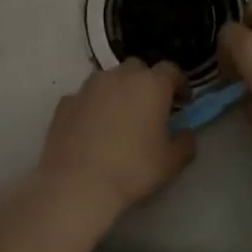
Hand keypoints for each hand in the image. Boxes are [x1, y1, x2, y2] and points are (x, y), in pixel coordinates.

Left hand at [38, 59, 196, 214]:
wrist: (77, 183)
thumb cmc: (132, 169)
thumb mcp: (170, 162)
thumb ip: (185, 142)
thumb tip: (185, 132)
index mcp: (151, 85)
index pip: (170, 70)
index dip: (178, 83)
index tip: (182, 101)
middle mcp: (119, 76)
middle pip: (137, 68)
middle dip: (146, 83)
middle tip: (149, 108)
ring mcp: (89, 86)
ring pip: (109, 79)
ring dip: (117, 92)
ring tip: (118, 119)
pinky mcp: (65, 101)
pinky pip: (86, 97)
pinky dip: (92, 107)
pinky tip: (92, 130)